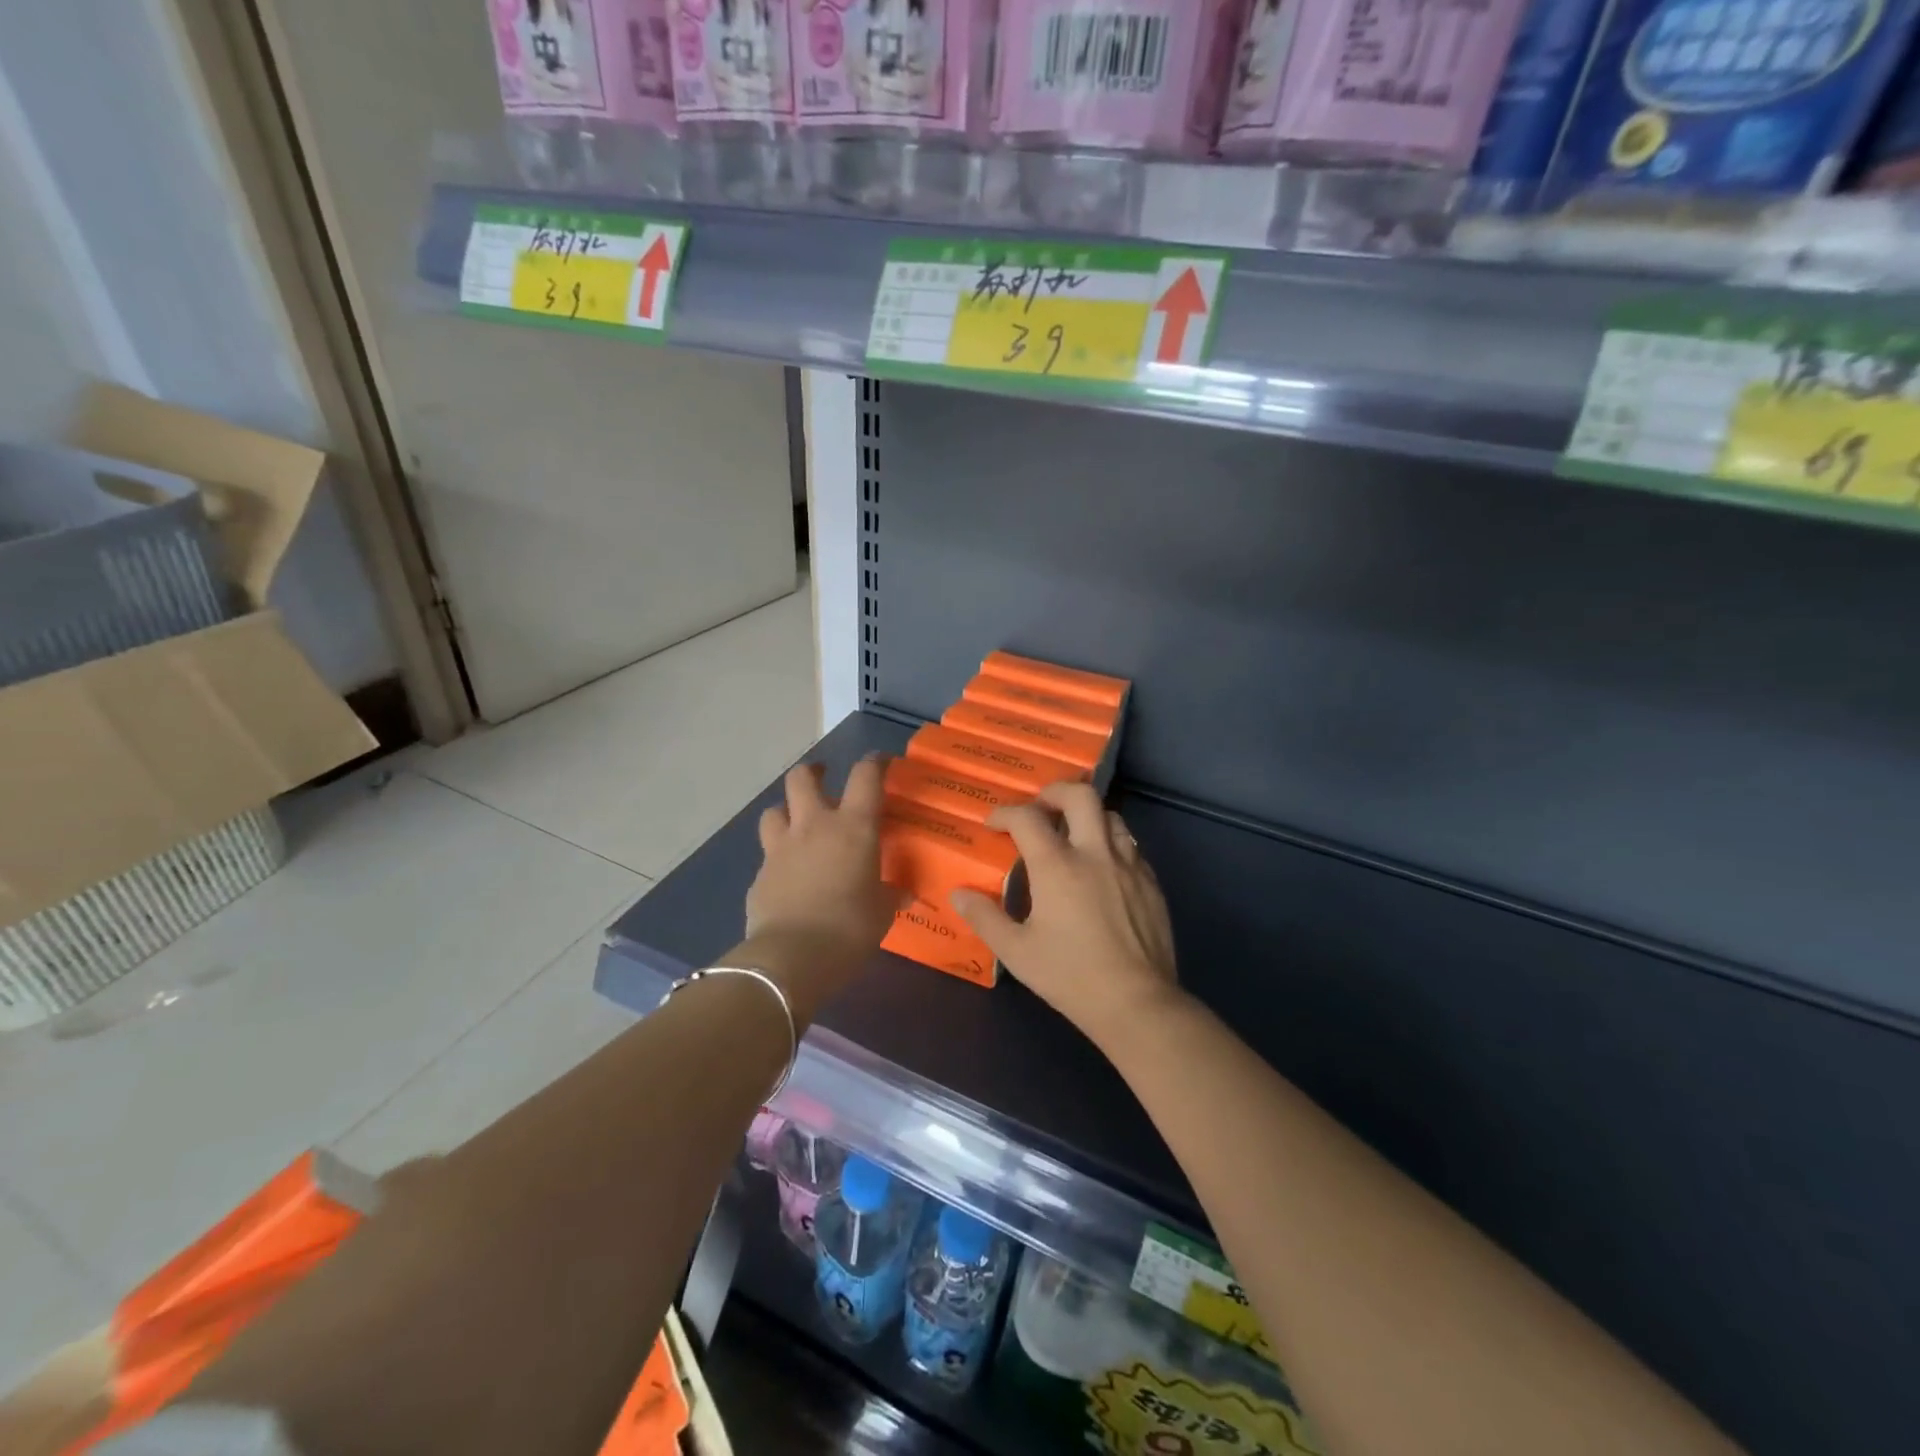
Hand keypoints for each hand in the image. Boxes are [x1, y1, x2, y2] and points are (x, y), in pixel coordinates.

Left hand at [740, 757, 901, 1020]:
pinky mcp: (759, 876)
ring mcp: (780, 849)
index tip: (881, 762)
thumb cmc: (850, 928)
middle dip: (814, 773)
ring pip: (774, 810)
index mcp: (852, 827)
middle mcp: (813, 827)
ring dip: (787, 811)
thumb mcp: (882, 912)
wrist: (792, 958)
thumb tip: (904, 892)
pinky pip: (768, 856)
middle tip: (824, 780)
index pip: (865, 777)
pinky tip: (787, 877)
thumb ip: (891, 894)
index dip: (874, 762)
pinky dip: (779, 859)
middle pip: (802, 778)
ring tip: (798, 824)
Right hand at [951, 782, 1180, 1052]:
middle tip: (1039, 807)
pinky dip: (1110, 842)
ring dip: (1087, 815)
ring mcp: (1129, 865)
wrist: (1137, 1003)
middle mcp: (1095, 853)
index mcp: (1057, 866)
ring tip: (1072, 834)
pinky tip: (1101, 867)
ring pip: (1110, 815)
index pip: (1028, 818)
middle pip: (1080, 795)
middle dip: (1054, 792)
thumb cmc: (1070, 976)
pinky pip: (1130, 845)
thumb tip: (959, 894)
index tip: (994, 824)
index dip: (1006, 813)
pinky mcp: (1151, 882)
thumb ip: (985, 918)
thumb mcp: (1017, 952)